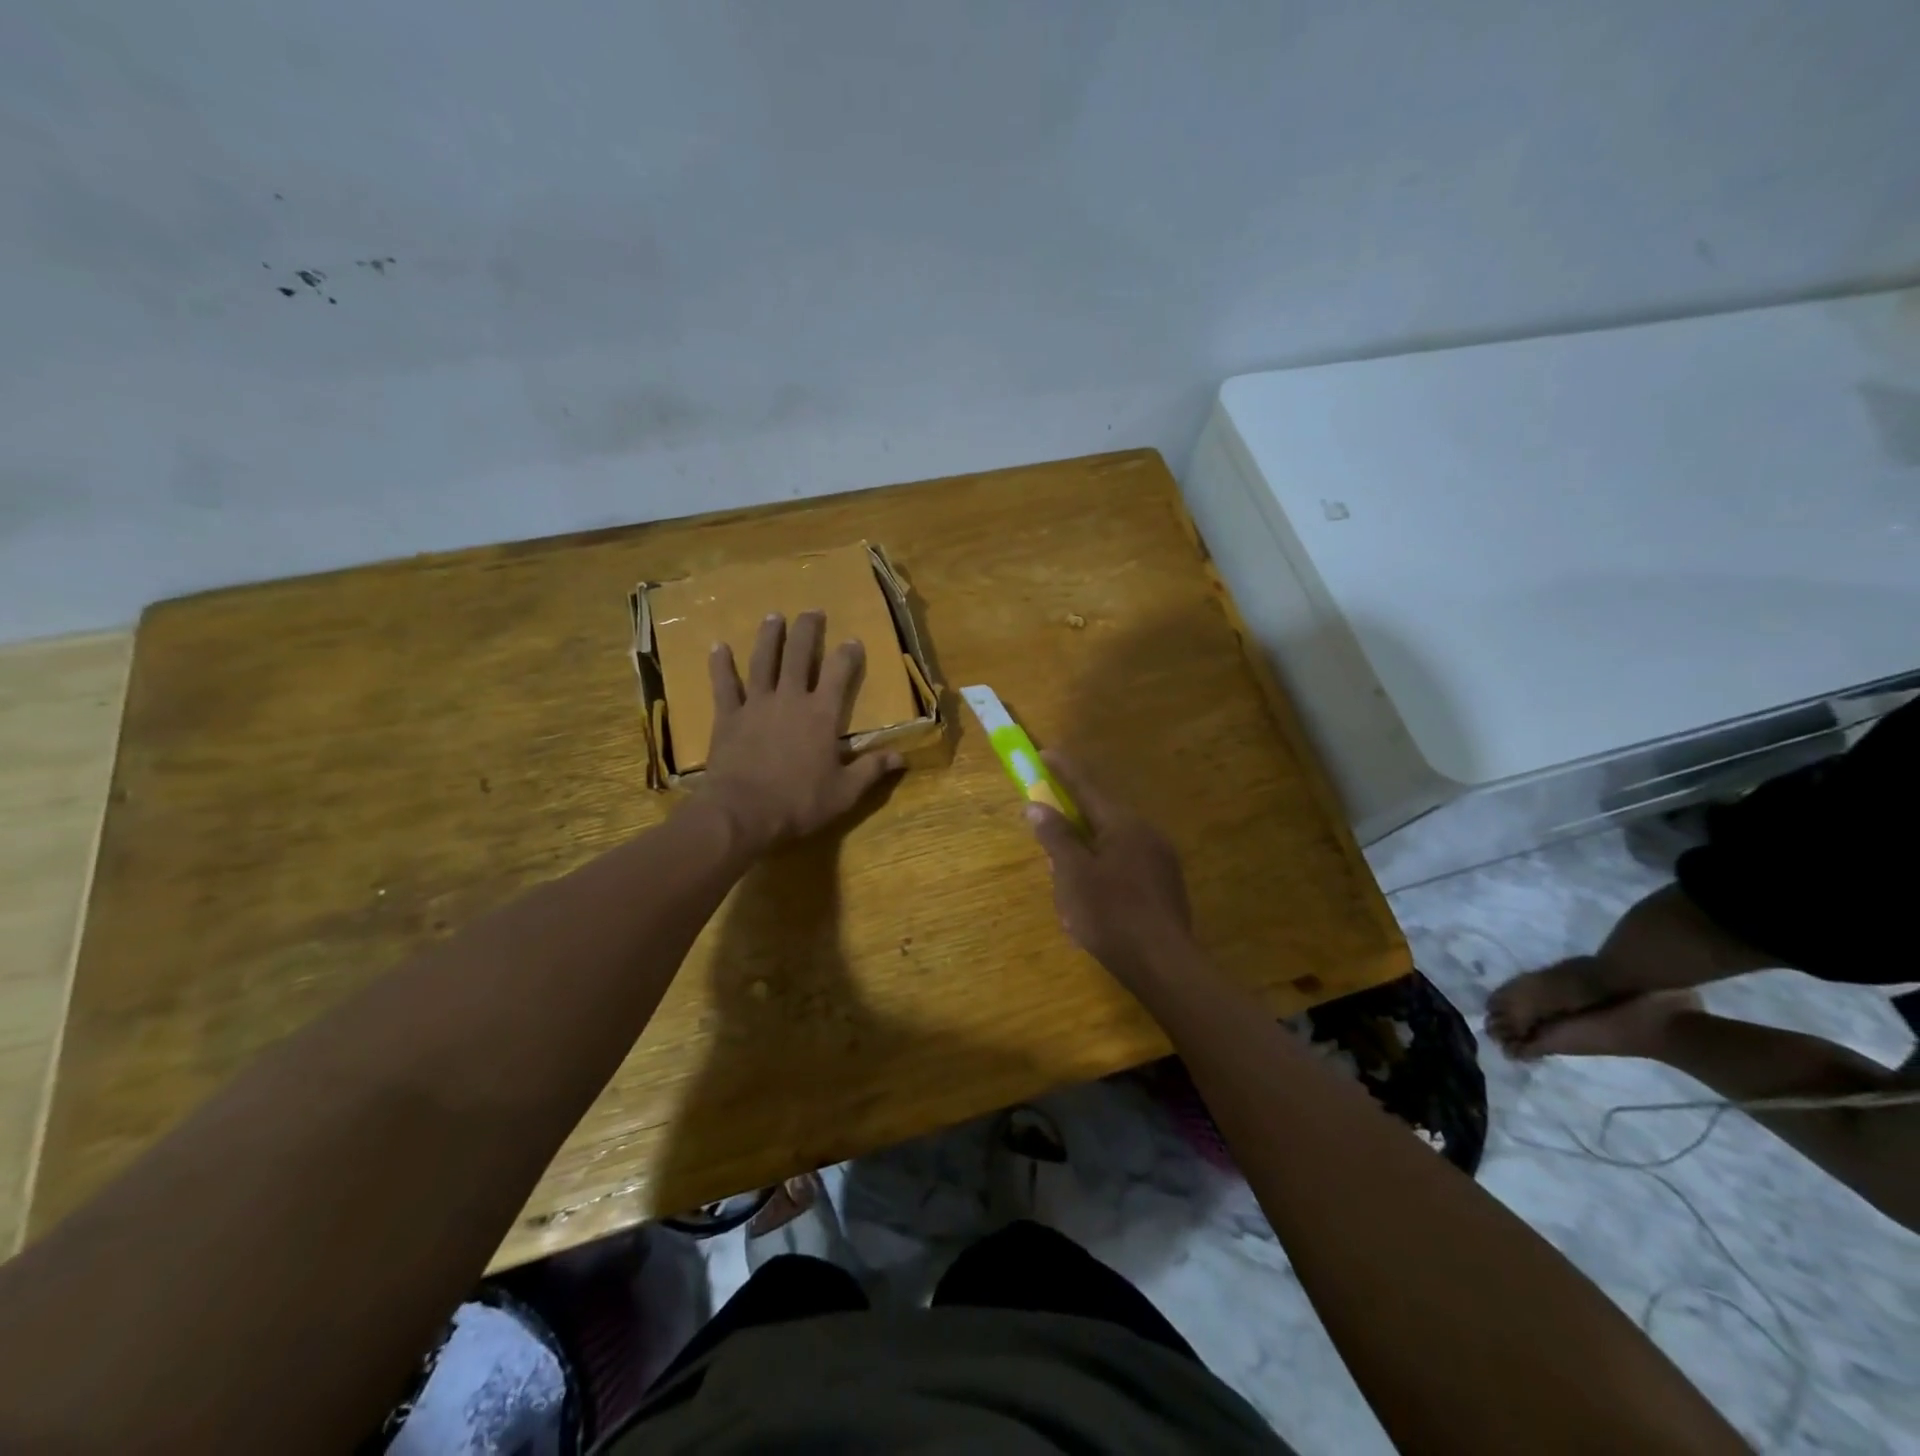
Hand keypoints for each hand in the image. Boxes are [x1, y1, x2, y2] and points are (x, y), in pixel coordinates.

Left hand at [700, 611, 904, 853]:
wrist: (742, 813)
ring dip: (769, 637)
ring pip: (763, 661)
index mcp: (822, 715)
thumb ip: (871, 770)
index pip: (840, 674)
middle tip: (812, 611)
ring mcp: (756, 705)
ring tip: (773, 616)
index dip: (848, 654)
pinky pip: (724, 685)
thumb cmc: (799, 803)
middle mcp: (790, 699)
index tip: (852, 640)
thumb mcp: (845, 792)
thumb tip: (901, 757)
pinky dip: (721, 665)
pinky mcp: (728, 717)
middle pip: (800, 656)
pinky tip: (718, 647)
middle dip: (807, 631)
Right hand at [1024, 752, 1194, 986]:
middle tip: (1050, 854)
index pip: (1086, 787)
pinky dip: (1103, 878)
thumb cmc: (1111, 914)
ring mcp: (1160, 860)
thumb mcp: (1072, 874)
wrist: (1164, 964)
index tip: (1045, 754)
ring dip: (1085, 861)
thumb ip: (1056, 837)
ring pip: (1110, 848)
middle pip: (1098, 820)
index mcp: (1123, 824)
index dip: (1063, 770)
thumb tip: (1037, 806)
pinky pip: (1125, 869)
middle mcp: (1146, 833)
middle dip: (1070, 831)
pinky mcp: (1165, 886)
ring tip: (1068, 894)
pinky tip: (1092, 908)